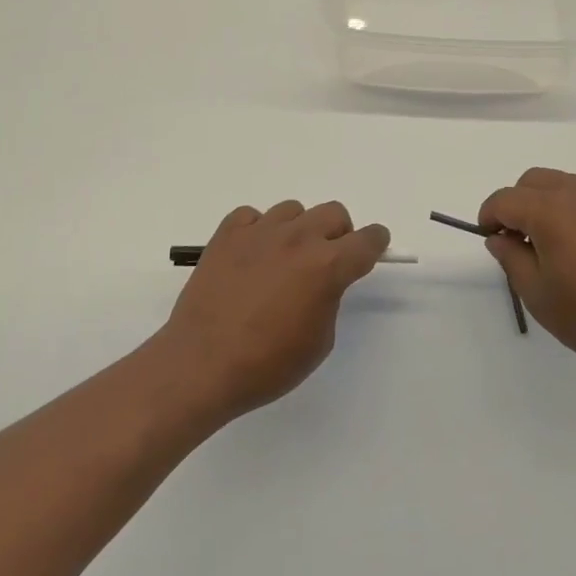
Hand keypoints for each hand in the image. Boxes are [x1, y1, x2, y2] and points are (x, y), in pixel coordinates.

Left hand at [156, 200, 389, 423]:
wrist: (200, 365)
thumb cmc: (266, 365)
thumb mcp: (319, 341)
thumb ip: (329, 298)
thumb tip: (322, 281)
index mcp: (327, 265)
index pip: (367, 239)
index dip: (375, 243)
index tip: (372, 250)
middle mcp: (298, 238)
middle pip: (334, 213)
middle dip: (338, 234)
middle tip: (325, 261)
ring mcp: (260, 231)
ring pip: (293, 210)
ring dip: (297, 230)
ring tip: (282, 261)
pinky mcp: (227, 233)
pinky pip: (252, 216)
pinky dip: (257, 230)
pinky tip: (250, 257)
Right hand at [479, 169, 575, 377]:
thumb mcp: (538, 295)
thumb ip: (511, 259)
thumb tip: (500, 237)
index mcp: (548, 210)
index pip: (504, 199)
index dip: (489, 217)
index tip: (490, 240)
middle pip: (531, 181)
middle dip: (516, 204)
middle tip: (519, 242)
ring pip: (561, 183)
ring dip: (545, 203)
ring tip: (552, 245)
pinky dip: (573, 209)